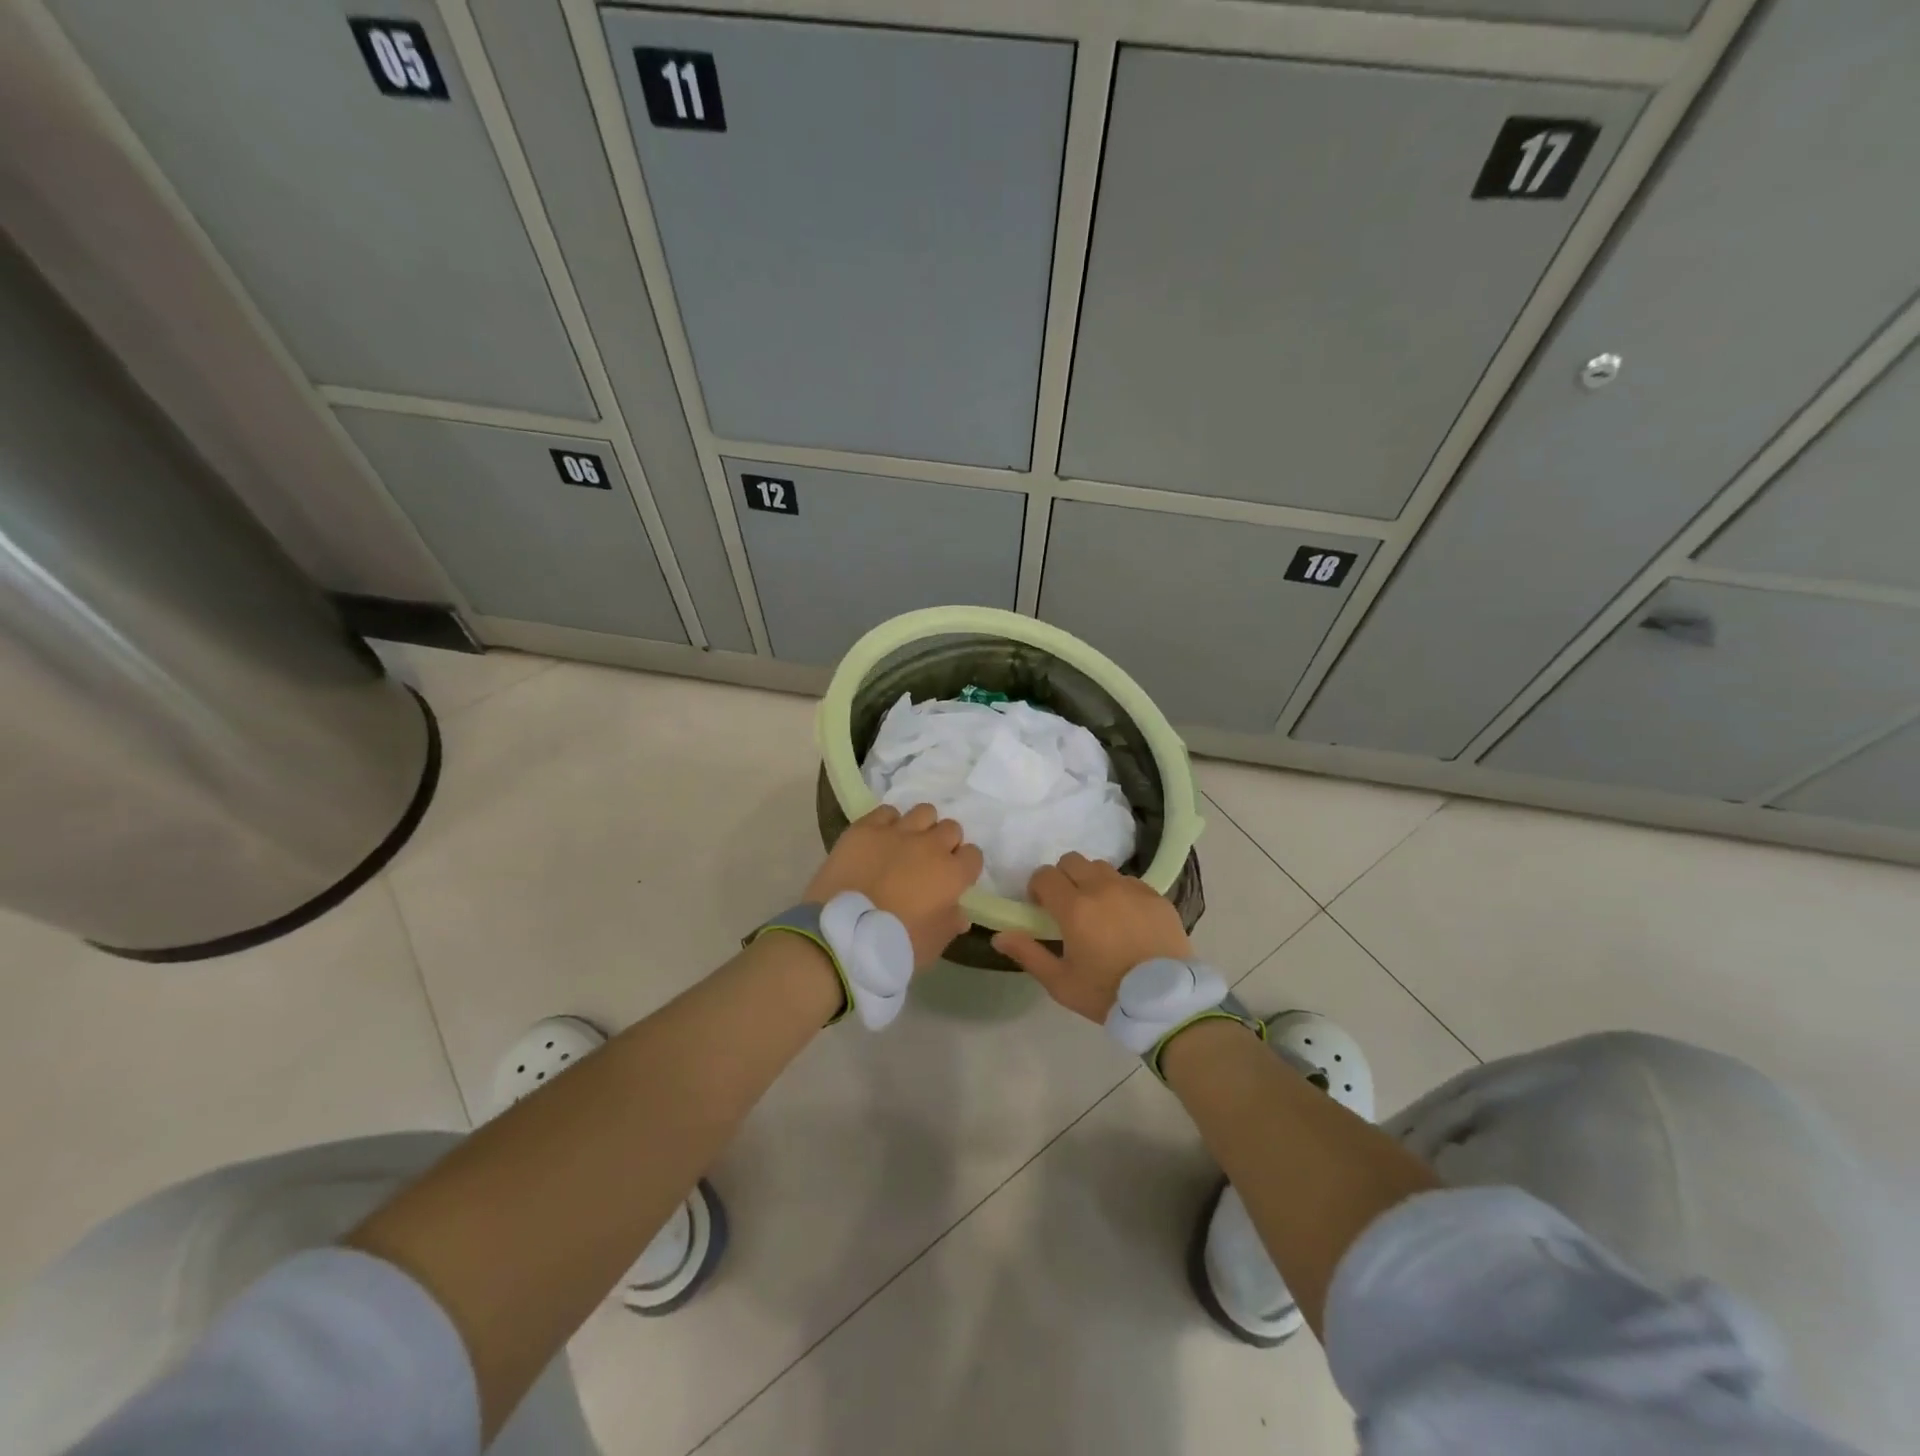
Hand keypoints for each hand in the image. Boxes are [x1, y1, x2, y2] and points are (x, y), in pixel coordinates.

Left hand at [805, 803, 983, 969]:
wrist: (842, 935)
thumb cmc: (895, 946)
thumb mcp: (934, 944)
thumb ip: (951, 923)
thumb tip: (959, 913)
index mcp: (951, 874)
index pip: (974, 855)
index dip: (964, 866)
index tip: (953, 879)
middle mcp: (929, 846)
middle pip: (950, 828)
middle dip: (945, 843)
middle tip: (929, 862)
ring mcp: (897, 833)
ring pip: (923, 812)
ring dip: (920, 827)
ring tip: (906, 844)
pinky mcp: (865, 829)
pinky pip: (886, 812)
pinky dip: (887, 823)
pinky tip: (879, 840)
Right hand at [990, 853, 1191, 1021]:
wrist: (1166, 1001)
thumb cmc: (1107, 994)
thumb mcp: (1061, 983)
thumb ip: (1028, 954)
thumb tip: (999, 936)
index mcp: (1074, 908)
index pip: (1045, 875)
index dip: (1038, 888)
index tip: (1041, 909)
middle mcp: (1101, 888)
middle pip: (1072, 861)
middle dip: (1063, 878)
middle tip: (1067, 906)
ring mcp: (1131, 889)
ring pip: (1101, 867)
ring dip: (1091, 881)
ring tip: (1097, 909)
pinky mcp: (1155, 896)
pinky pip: (1128, 881)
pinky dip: (1119, 891)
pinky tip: (1125, 918)